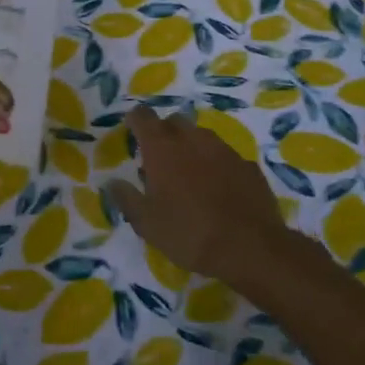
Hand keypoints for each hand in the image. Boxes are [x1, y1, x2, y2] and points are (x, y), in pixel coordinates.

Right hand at [105, 105, 293, 288]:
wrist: (251, 248)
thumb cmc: (190, 234)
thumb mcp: (147, 224)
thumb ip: (127, 199)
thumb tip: (112, 182)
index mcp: (162, 148)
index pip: (143, 116)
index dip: (135, 120)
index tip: (132, 130)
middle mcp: (192, 140)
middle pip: (173, 122)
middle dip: (164, 133)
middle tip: (159, 158)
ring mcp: (224, 150)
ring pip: (201, 136)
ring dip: (191, 147)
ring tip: (189, 174)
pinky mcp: (247, 165)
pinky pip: (225, 156)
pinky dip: (216, 165)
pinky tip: (218, 188)